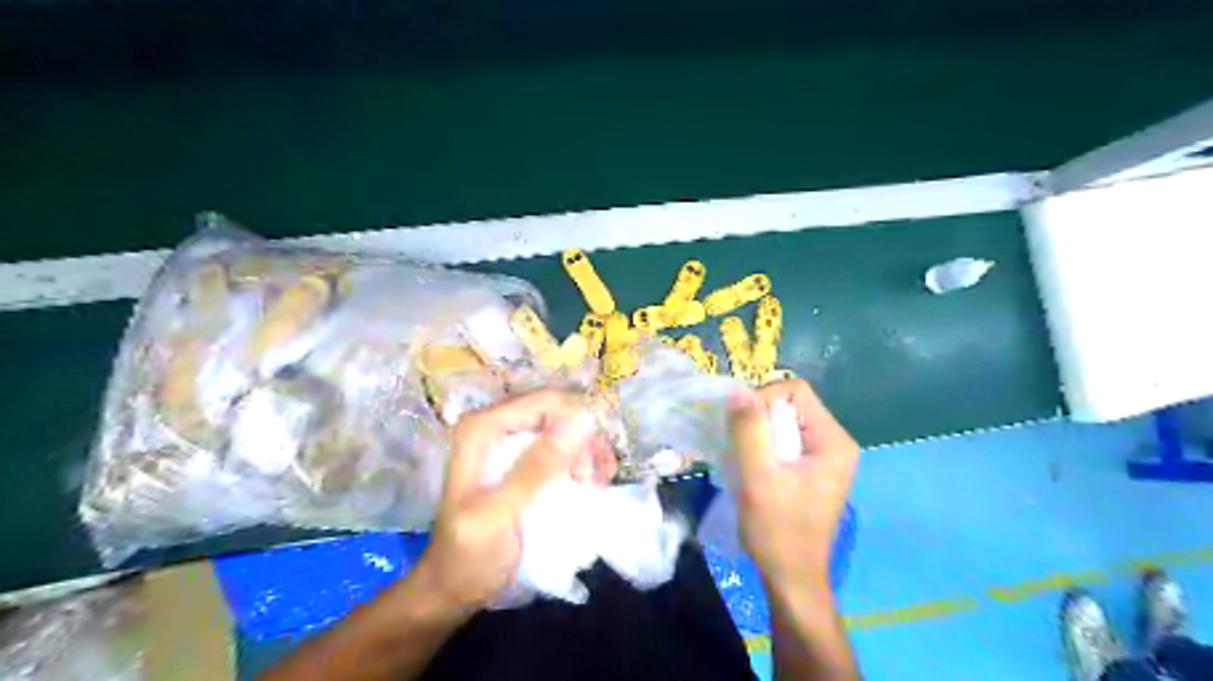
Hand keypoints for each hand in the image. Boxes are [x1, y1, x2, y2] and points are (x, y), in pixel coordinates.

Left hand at [410, 389, 615, 610]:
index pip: (545, 401)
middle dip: (586, 439)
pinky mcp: (524, 460)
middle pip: (559, 411)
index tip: (592, 464)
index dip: (578, 423)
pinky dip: (582, 461)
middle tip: (596, 478)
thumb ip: (533, 469)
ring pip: (565, 427)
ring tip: (596, 484)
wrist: (453, 588)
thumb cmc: (468, 555)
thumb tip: (577, 424)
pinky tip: (591, 484)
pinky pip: (563, 446)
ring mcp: (511, 441)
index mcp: (483, 427)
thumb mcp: (499, 514)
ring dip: (588, 451)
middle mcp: (497, 424)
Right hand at [723, 380, 854, 591]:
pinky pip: (783, 441)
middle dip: (759, 419)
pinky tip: (751, 468)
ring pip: (783, 423)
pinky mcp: (811, 470)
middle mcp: (834, 442)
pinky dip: (762, 447)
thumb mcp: (759, 478)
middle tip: (740, 447)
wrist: (791, 579)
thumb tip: (737, 390)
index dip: (763, 400)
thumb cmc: (778, 531)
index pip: (795, 391)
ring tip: (743, 459)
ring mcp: (824, 457)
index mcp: (833, 441)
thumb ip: (750, 431)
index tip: (742, 430)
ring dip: (757, 435)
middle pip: (789, 405)